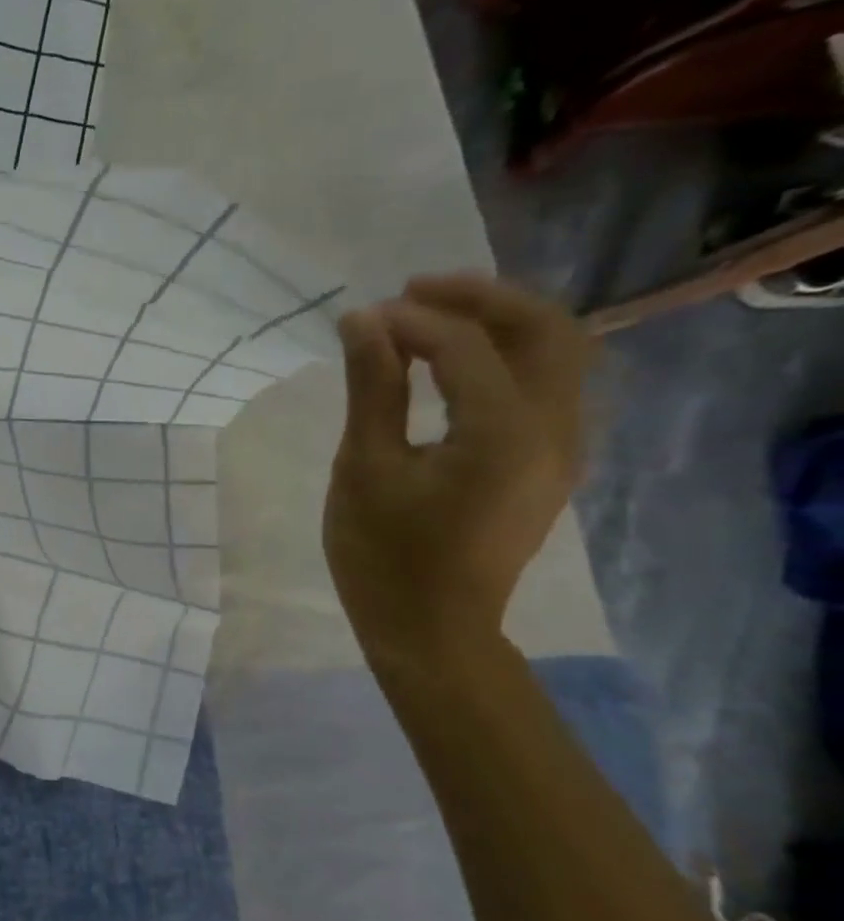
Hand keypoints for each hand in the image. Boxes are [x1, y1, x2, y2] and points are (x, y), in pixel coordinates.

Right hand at [322, 276, 589, 661]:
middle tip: (410, 292)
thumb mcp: (364, 469)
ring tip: (432, 317)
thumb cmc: (383, 555)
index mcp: (504, 432)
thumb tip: (362, 322)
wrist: (432, 628)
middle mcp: (554, 429)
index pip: (467, 345)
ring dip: (501, 321)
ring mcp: (562, 447)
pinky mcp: (550, 462)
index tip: (359, 318)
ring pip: (558, 352)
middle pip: (545, 329)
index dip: (412, 320)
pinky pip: (547, 384)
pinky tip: (456, 363)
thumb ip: (372, 390)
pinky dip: (507, 355)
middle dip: (480, 298)